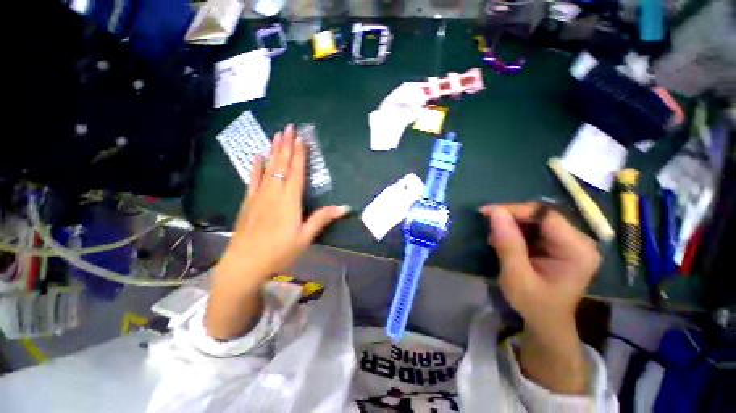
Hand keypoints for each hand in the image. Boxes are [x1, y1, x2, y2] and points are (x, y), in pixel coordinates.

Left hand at [224, 124, 349, 279]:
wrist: (245, 264)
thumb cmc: (280, 251)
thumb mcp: (305, 237)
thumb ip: (322, 219)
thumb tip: (344, 208)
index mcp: (290, 200)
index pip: (297, 172)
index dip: (300, 155)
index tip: (301, 138)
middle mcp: (275, 193)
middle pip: (282, 165)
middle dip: (286, 145)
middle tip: (289, 128)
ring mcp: (259, 196)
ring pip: (268, 168)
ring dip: (273, 151)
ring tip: (276, 135)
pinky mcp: (249, 202)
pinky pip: (253, 180)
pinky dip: (255, 167)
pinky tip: (257, 156)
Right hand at [480, 203, 600, 336]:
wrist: (546, 321)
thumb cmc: (533, 304)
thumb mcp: (516, 277)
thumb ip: (508, 244)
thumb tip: (495, 213)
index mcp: (577, 251)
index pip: (546, 216)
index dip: (516, 210)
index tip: (487, 213)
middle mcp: (580, 241)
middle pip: (542, 215)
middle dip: (512, 218)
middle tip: (489, 228)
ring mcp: (571, 241)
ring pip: (536, 219)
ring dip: (512, 225)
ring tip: (495, 239)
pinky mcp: (560, 244)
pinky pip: (535, 227)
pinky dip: (516, 231)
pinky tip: (505, 241)